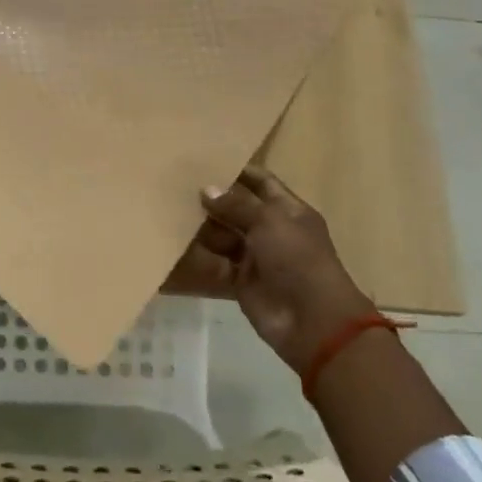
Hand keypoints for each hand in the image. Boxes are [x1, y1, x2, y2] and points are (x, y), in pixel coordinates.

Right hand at [169, 166, 376, 373]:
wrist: (312, 321)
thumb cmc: (297, 259)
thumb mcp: (270, 222)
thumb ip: (236, 204)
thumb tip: (207, 188)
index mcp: (288, 210)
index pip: (261, 182)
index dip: (238, 170)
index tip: (206, 159)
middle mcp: (272, 230)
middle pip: (238, 208)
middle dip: (213, 198)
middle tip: (177, 184)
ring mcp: (256, 256)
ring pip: (224, 235)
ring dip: (203, 226)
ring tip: (169, 209)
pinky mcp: (241, 281)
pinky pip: (216, 263)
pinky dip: (200, 256)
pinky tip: (175, 243)